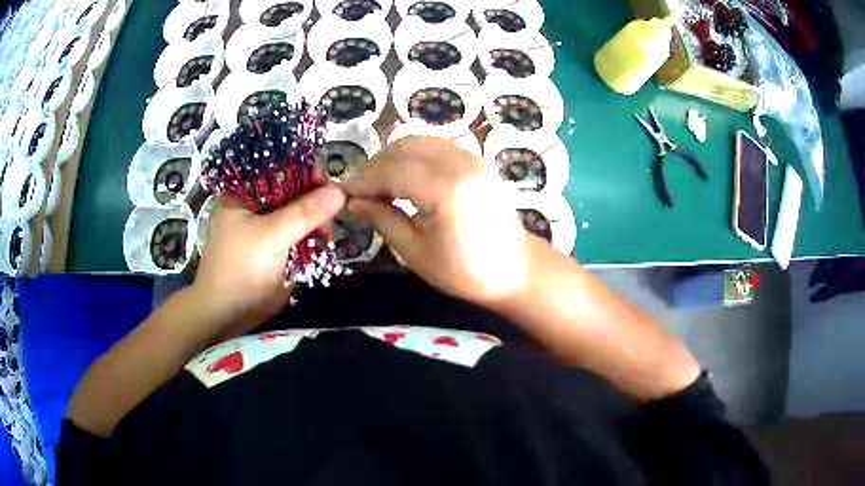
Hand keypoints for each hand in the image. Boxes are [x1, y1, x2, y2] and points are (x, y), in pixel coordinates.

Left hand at [191, 185, 345, 332]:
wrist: (227, 314)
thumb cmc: (240, 269)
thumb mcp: (271, 237)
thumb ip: (304, 213)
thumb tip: (340, 191)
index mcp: (246, 192)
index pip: (282, 168)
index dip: (307, 173)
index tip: (330, 189)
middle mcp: (258, 205)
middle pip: (295, 191)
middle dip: (316, 203)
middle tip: (329, 221)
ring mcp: (267, 227)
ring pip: (301, 214)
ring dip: (317, 224)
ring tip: (326, 238)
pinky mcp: (276, 247)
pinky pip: (301, 234)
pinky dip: (313, 239)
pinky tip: (322, 246)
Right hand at [341, 136, 535, 304]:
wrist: (514, 269)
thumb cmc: (465, 271)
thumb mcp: (415, 252)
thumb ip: (383, 219)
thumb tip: (354, 201)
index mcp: (444, 189)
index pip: (390, 171)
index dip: (361, 180)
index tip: (341, 193)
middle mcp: (458, 163)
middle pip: (402, 148)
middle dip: (374, 166)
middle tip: (359, 192)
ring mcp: (469, 157)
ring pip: (417, 141)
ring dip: (392, 158)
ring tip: (379, 186)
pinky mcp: (474, 160)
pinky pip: (433, 146)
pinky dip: (412, 156)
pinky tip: (404, 178)